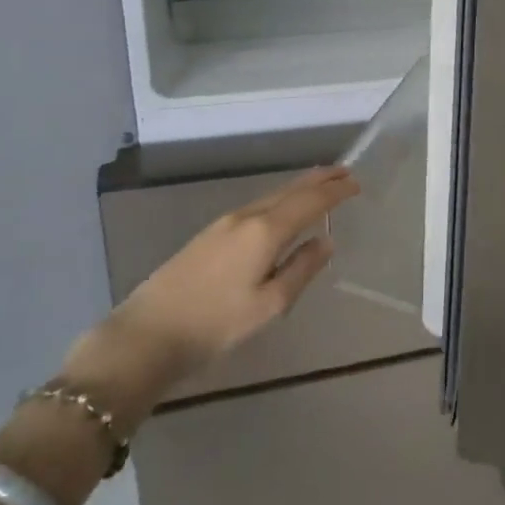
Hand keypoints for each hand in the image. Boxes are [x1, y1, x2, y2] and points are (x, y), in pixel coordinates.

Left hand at [60, 167, 358, 417]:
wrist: (147, 333)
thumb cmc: (215, 324)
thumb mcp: (269, 305)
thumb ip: (302, 269)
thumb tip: (326, 242)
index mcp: (265, 231)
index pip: (309, 201)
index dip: (335, 191)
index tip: (357, 183)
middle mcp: (246, 217)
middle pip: (289, 190)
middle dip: (319, 179)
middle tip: (345, 171)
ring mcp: (224, 223)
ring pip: (271, 196)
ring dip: (299, 187)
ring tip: (320, 184)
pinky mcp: (210, 234)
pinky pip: (257, 205)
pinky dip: (280, 199)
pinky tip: (282, 209)